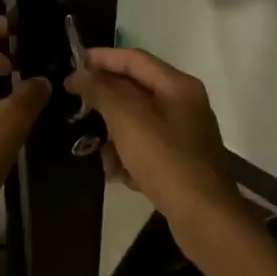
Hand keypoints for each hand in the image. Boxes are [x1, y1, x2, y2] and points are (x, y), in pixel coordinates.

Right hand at [66, 47, 242, 229]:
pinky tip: (122, 177)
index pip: (134, 59)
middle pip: (135, 91)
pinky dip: (130, 159)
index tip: (71, 64)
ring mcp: (183, 133)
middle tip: (78, 109)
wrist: (204, 216)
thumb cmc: (166, 161)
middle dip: (106, 104)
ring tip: (105, 158)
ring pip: (136, 123)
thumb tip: (80, 73)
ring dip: (115, 138)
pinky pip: (145, 148)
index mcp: (178, 86)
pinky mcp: (179, 160)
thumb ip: (102, 92)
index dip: (102, 58)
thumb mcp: (128, 121)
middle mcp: (184, 104)